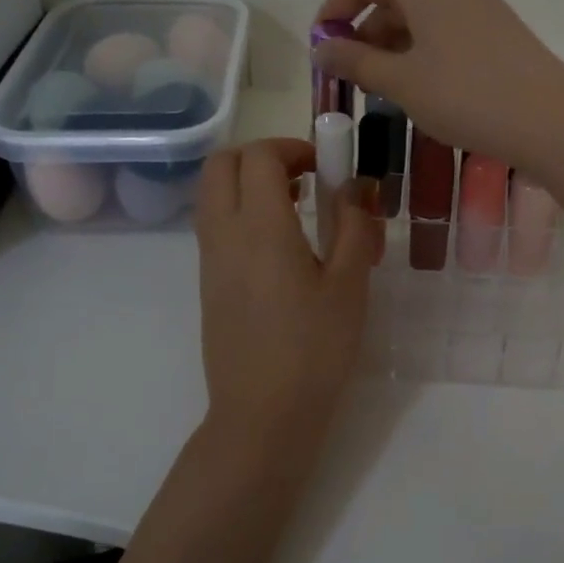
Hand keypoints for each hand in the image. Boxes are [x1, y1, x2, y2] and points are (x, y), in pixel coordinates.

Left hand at [195, 138, 374, 439]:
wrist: (263, 414)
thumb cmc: (315, 349)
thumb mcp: (350, 285)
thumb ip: (354, 227)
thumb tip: (356, 188)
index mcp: (262, 228)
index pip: (259, 157)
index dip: (291, 148)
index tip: (324, 166)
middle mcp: (225, 234)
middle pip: (221, 165)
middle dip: (260, 155)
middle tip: (303, 176)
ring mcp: (210, 260)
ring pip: (212, 194)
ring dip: (248, 183)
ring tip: (297, 208)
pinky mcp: (207, 283)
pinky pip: (215, 224)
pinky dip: (241, 211)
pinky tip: (281, 245)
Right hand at [311, 0, 563, 178]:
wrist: (550, 120)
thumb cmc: (466, 96)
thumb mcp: (402, 82)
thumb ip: (356, 61)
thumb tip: (322, 47)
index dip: (337, 5)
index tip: (324, 43)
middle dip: (366, 30)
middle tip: (353, 73)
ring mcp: (483, 5)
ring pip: (424, 14)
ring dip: (395, 43)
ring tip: (385, 86)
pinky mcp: (502, 31)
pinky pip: (450, 29)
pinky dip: (425, 50)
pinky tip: (425, 87)